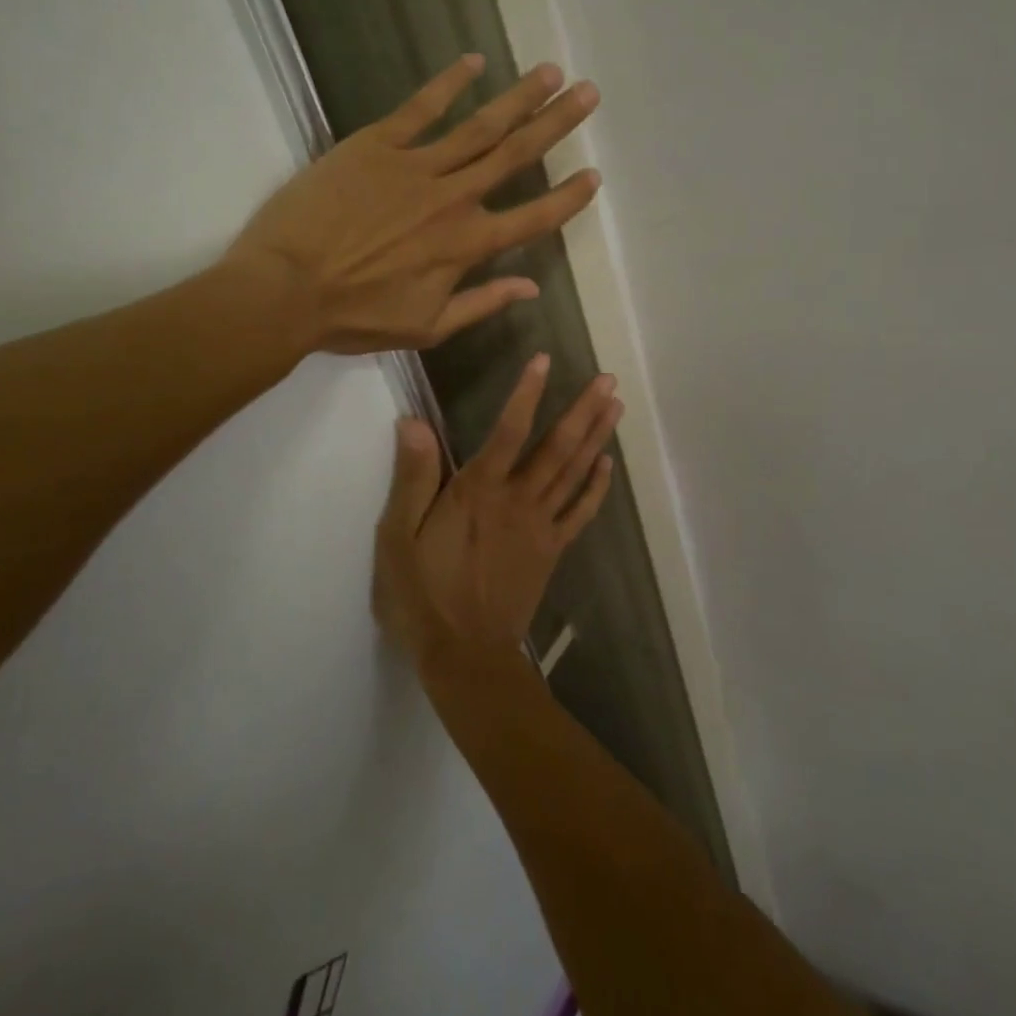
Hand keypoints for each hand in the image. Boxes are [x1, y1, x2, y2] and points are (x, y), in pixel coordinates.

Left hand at [225, 55, 600, 353]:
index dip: (568, 198)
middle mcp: (454, 199)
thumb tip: (531, 288)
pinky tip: (474, 62)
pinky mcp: (376, 145)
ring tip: (549, 72)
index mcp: (468, 245)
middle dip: (557, 123)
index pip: (534, 218)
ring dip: (519, 97)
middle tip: (588, 92)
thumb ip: (483, 304)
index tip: (594, 175)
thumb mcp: (428, 326)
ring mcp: (416, 166)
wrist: (286, 289)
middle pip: (516, 155)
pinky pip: (420, 108)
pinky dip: (448, 84)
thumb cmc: (356, 316)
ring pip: (480, 126)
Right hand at [373, 355, 622, 663]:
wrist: (464, 655)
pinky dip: (597, 487)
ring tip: (616, 405)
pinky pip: (580, 512)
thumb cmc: (423, 595)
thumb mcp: (399, 537)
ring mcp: (540, 526)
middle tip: (609, 378)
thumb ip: (412, 477)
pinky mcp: (551, 550)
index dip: (527, 393)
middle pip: (557, 447)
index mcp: (478, 491)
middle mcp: (517, 500)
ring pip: (575, 472)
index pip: (508, 430)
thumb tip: (413, 422)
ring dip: (598, 436)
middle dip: (583, 409)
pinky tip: (608, 464)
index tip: (545, 360)